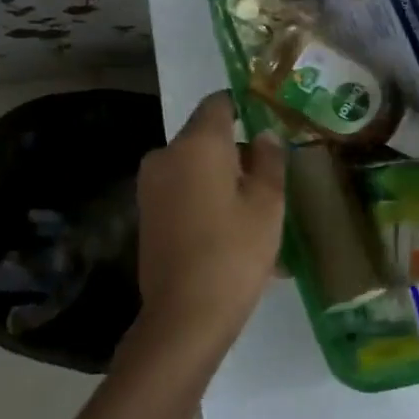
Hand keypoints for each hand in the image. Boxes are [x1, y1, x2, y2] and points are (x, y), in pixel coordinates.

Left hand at [134, 92, 285, 350]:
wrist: (184, 315)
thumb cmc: (234, 253)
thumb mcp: (268, 204)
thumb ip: (269, 160)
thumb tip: (265, 135)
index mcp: (197, 144)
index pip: (219, 103)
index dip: (245, 107)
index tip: (269, 124)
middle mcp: (165, 155)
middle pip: (206, 138)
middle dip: (237, 152)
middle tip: (271, 180)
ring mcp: (151, 186)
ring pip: (195, 168)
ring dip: (223, 180)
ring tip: (256, 214)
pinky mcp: (147, 214)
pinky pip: (183, 192)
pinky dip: (206, 200)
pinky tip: (232, 232)